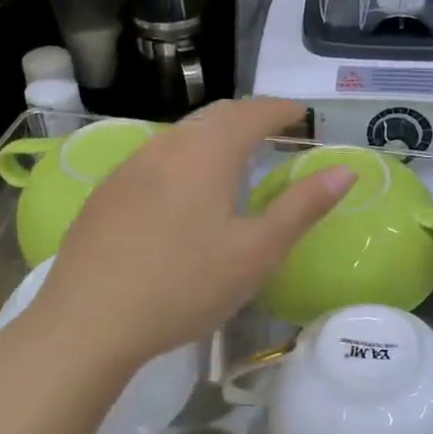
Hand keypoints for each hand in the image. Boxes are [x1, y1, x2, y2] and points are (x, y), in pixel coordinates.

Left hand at [17, 98, 353, 377]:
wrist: (86, 324)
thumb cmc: (184, 286)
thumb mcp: (257, 252)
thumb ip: (303, 207)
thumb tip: (346, 170)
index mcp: (207, 152)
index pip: (252, 112)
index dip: (281, 109)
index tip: (303, 115)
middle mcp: (166, 146)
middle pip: (214, 116)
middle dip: (248, 118)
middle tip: (273, 132)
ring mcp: (129, 168)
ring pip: (180, 136)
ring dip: (212, 137)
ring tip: (233, 160)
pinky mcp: (104, 194)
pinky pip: (154, 160)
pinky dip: (182, 160)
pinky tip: (181, 193)